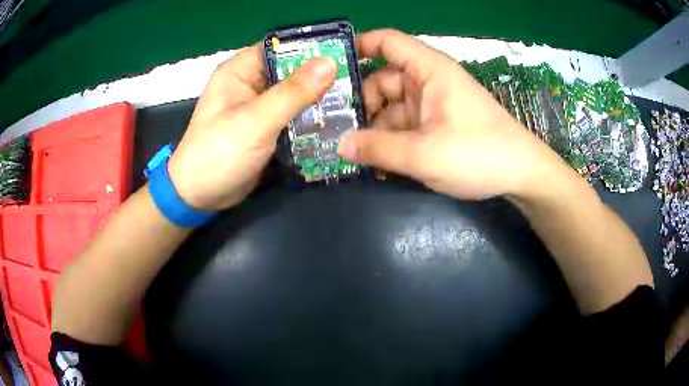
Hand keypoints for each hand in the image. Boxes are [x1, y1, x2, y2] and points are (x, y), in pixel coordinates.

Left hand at [167, 44, 336, 209]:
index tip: (345, 53)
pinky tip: (335, 120)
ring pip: (294, 94)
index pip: (280, 47)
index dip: (311, 47)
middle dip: (321, 75)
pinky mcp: (265, 127)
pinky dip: (310, 117)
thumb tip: (330, 62)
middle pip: (291, 70)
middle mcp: (250, 83)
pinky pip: (292, 115)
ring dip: (318, 98)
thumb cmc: (219, 154)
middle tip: (356, 80)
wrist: (200, 197)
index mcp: (240, 71)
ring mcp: (258, 107)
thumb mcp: (256, 121)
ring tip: (353, 99)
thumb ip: (293, 92)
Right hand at [338, 30, 561, 199]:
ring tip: (355, 157)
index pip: (388, 42)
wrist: (521, 175)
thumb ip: (379, 149)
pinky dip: (392, 143)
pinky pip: (406, 128)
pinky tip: (379, 167)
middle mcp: (428, 82)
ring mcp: (433, 106)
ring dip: (375, 131)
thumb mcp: (425, 155)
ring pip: (392, 109)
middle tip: (336, 130)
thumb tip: (340, 145)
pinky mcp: (438, 126)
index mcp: (429, 71)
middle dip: (361, 103)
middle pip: (382, 80)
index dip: (360, 46)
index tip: (331, 69)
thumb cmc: (479, 154)